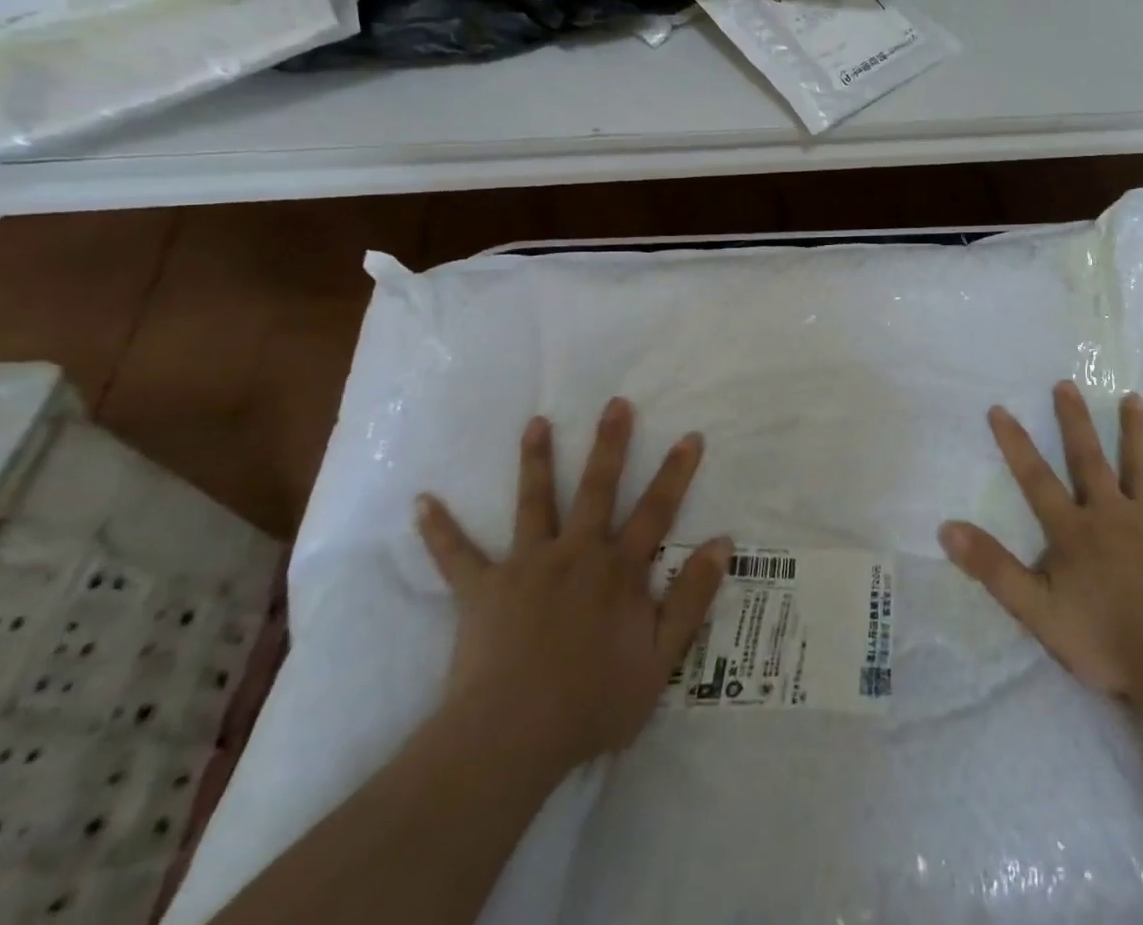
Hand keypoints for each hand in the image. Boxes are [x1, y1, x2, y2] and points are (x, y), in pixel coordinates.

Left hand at [414, 398, 731, 775]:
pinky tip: (421, 502)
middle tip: (616, 403)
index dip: (676, 473)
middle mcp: (576, 553)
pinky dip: (440, 530)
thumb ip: (692, 598)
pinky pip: (457, 556)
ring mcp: (526, 566)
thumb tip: (721, 543)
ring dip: (535, 460)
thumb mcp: (661, 659)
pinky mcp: (482, 589)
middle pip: (597, 488)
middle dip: (609, 444)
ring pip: (534, 502)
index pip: (657, 510)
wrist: (511, 740)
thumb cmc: (592, 703)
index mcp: (618, 570)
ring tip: (536, 423)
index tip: (690, 435)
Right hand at [939, 381, 1142, 698]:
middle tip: (1069, 384)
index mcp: (1074, 531)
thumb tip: (947, 527)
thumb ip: (992, 567)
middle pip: (1090, 461)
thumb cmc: (1103, 639)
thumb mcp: (1034, 608)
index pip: (1036, 479)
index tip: (1000, 408)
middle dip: (1075, 422)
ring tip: (1136, 399)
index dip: (1016, 444)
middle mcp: (1112, 517)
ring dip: (1138, 436)